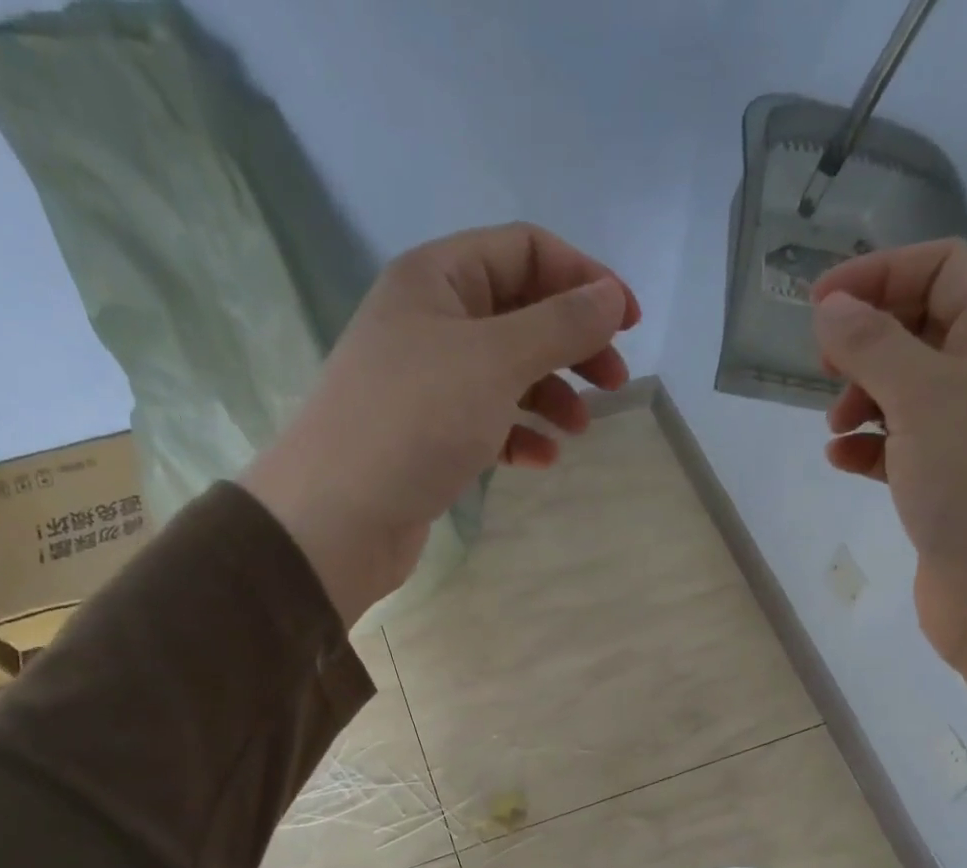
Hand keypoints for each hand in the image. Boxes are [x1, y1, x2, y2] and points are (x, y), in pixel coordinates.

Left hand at [244, 223, 638, 623]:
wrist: (337, 517)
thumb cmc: (415, 422)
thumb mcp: (494, 361)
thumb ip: (560, 325)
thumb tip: (611, 296)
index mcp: (437, 278)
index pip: (526, 251)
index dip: (584, 279)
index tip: (629, 323)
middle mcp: (430, 321)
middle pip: (521, 313)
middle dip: (573, 344)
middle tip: (615, 383)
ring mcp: (427, 382)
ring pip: (507, 372)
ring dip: (551, 394)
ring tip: (580, 429)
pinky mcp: (429, 436)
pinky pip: (488, 421)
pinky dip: (520, 434)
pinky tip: (541, 459)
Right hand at [811, 240, 966, 771]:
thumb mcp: (924, 398)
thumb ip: (873, 345)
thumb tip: (831, 307)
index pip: (944, 269)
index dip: (881, 273)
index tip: (818, 305)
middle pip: (923, 328)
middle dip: (868, 339)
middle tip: (824, 367)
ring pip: (907, 392)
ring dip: (863, 396)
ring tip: (833, 425)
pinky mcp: (948, 486)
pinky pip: (901, 447)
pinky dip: (868, 447)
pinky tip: (840, 460)